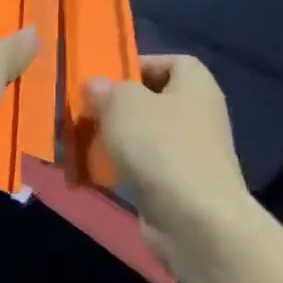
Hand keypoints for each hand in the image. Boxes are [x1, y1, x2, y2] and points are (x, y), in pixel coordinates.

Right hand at [86, 56, 250, 261]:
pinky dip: (122, 169)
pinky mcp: (180, 186)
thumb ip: (105, 89)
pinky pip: (145, 167)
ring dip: (116, 139)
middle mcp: (199, 115)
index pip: (172, 62)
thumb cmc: (161, 146)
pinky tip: (96, 173)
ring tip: (83, 142)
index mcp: (195, 85)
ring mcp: (192, 153)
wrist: (196, 220)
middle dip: (118, 106)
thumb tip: (96, 86)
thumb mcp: (123, 103)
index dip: (139, 65)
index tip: (107, 79)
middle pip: (153, 100)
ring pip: (146, 136)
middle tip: (87, 111)